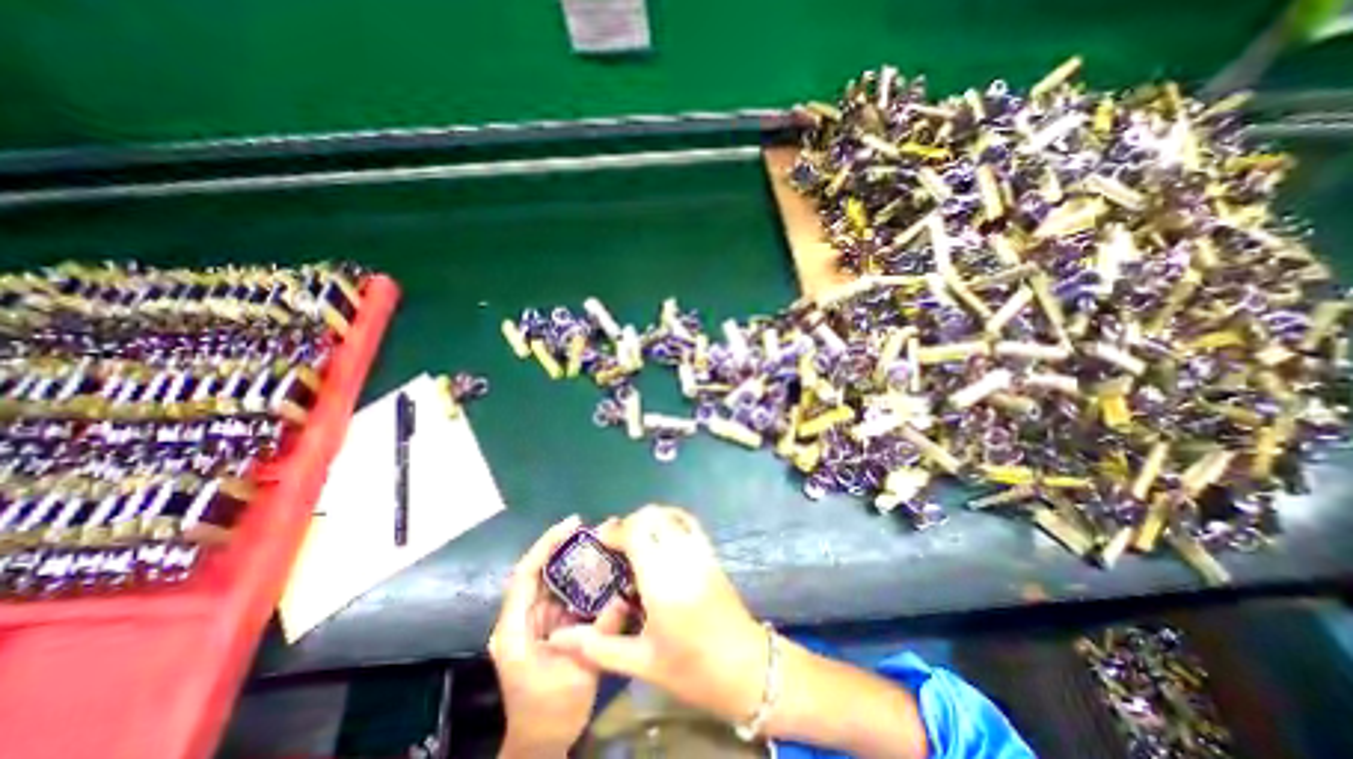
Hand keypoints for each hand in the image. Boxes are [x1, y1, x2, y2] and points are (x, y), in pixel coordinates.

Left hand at [494, 514, 627, 755]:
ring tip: (598, 542)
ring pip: (551, 580)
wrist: (541, 743)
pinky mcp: (548, 625)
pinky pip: (563, 594)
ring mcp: (534, 621)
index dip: (546, 545)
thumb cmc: (551, 712)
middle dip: (561, 547)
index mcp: (514, 629)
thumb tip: (622, 596)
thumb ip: (599, 631)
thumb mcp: (577, 673)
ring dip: (571, 561)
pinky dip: (579, 580)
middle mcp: (521, 618)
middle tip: (590, 528)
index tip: (570, 525)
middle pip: (538, 571)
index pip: (525, 574)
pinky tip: (599, 570)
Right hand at [542, 506, 765, 724]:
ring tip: (635, 539)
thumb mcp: (642, 663)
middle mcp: (681, 557)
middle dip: (630, 522)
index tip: (601, 541)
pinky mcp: (711, 552)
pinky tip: (660, 535)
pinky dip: (670, 519)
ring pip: (670, 515)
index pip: (637, 533)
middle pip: (652, 516)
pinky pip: (688, 522)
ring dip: (649, 519)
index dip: (616, 530)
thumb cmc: (691, 668)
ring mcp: (699, 551)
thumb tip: (559, 639)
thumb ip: (598, 647)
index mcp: (662, 582)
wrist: (745, 667)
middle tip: (616, 543)